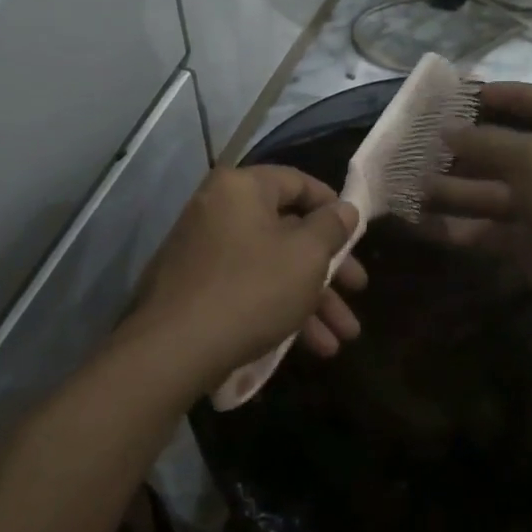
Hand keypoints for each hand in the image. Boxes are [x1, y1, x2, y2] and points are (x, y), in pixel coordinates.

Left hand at [125, 165, 367, 387]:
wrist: (173, 349)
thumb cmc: (251, 289)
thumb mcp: (305, 257)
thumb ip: (331, 228)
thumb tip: (345, 208)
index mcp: (241, 188)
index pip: (297, 182)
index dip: (333, 206)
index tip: (357, 235)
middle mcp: (218, 209)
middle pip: (286, 230)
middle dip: (328, 269)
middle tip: (358, 291)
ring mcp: (202, 249)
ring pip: (270, 265)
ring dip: (310, 300)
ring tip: (341, 340)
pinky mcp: (194, 286)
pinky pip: (247, 286)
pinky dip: (278, 308)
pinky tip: (308, 347)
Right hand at [425, 81, 531, 327]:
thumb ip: (487, 141)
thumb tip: (447, 129)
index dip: (507, 93)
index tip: (464, 92)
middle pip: (505, 147)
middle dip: (463, 144)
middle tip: (418, 140)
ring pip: (487, 191)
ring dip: (448, 187)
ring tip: (405, 182)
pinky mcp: (527, 244)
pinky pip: (482, 229)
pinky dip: (452, 227)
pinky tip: (417, 223)